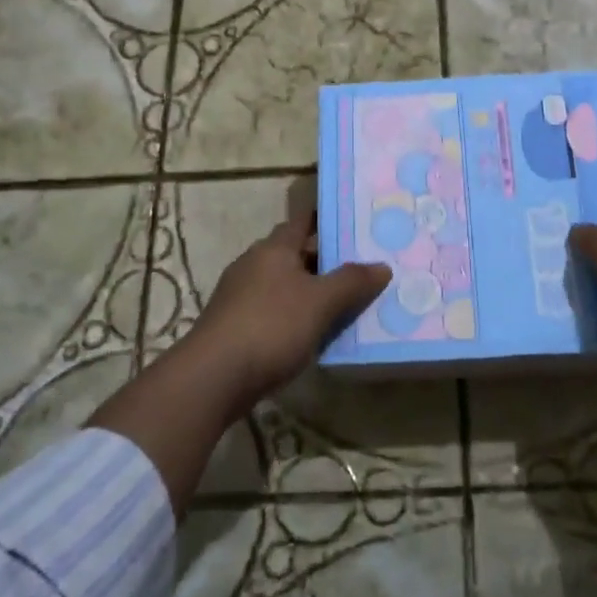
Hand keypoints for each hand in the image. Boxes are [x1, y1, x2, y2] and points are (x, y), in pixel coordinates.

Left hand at [184, 210, 390, 409]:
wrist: (214, 377)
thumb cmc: (271, 326)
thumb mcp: (321, 302)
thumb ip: (352, 282)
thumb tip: (382, 266)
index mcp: (273, 249)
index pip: (302, 221)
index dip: (325, 219)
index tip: (352, 223)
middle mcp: (253, 264)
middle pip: (294, 254)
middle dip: (324, 260)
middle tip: (360, 268)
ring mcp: (240, 296)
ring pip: (284, 285)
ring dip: (310, 291)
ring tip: (344, 303)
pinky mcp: (234, 326)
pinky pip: (273, 311)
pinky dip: (294, 316)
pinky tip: (313, 333)